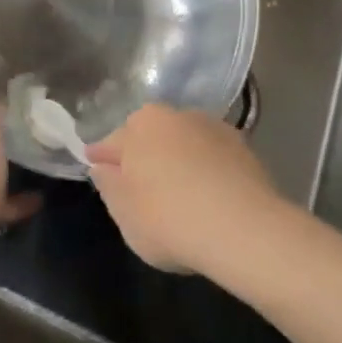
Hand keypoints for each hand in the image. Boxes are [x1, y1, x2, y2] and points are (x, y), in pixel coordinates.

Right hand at [86, 104, 287, 274]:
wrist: (243, 228)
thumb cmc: (169, 219)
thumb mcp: (124, 212)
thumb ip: (108, 185)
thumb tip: (103, 167)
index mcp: (140, 125)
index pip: (112, 142)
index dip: (103, 159)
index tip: (98, 170)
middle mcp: (175, 114)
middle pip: (150, 136)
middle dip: (143, 155)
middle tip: (140, 187)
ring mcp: (212, 127)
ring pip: (184, 142)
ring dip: (178, 159)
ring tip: (179, 194)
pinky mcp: (243, 145)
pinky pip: (212, 156)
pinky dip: (206, 169)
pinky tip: (209, 195)